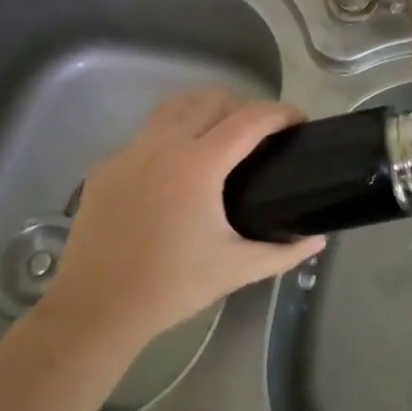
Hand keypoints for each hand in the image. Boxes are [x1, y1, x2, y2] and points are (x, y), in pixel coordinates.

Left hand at [36, 89, 324, 349]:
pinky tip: (173, 174)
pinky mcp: (105, 168)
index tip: (300, 122)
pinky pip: (145, 137)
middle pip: (212, 100)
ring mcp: (129, 153)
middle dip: (244, 107)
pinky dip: (169, 140)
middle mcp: (164, 145)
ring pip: (174, 108)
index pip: (252, 118)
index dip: (282, 113)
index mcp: (200, 164)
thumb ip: (283, 252)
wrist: (94, 310)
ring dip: (203, 112)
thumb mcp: (236, 269)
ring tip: (218, 140)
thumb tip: (317, 240)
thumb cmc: (171, 287)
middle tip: (260, 137)